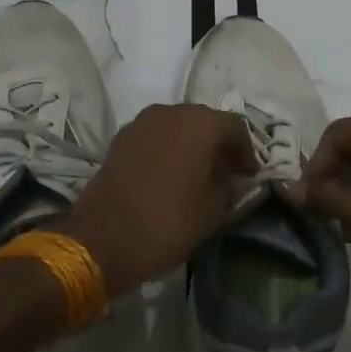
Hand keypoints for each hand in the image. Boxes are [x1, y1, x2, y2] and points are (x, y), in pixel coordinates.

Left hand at [62, 104, 257, 295]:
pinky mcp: (121, 137)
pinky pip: (156, 136)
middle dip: (219, 144)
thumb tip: (232, 177)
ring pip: (178, 126)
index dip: (246, 152)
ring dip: (192, 144)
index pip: (235, 127)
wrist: (101, 239)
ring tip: (198, 174)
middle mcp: (171, 112)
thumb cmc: (166, 223)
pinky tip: (170, 174)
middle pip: (205, 121)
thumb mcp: (212, 211)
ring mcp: (142, 122)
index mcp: (199, 124)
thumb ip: (229, 187)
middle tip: (227, 173)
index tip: (249, 176)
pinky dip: (168, 148)